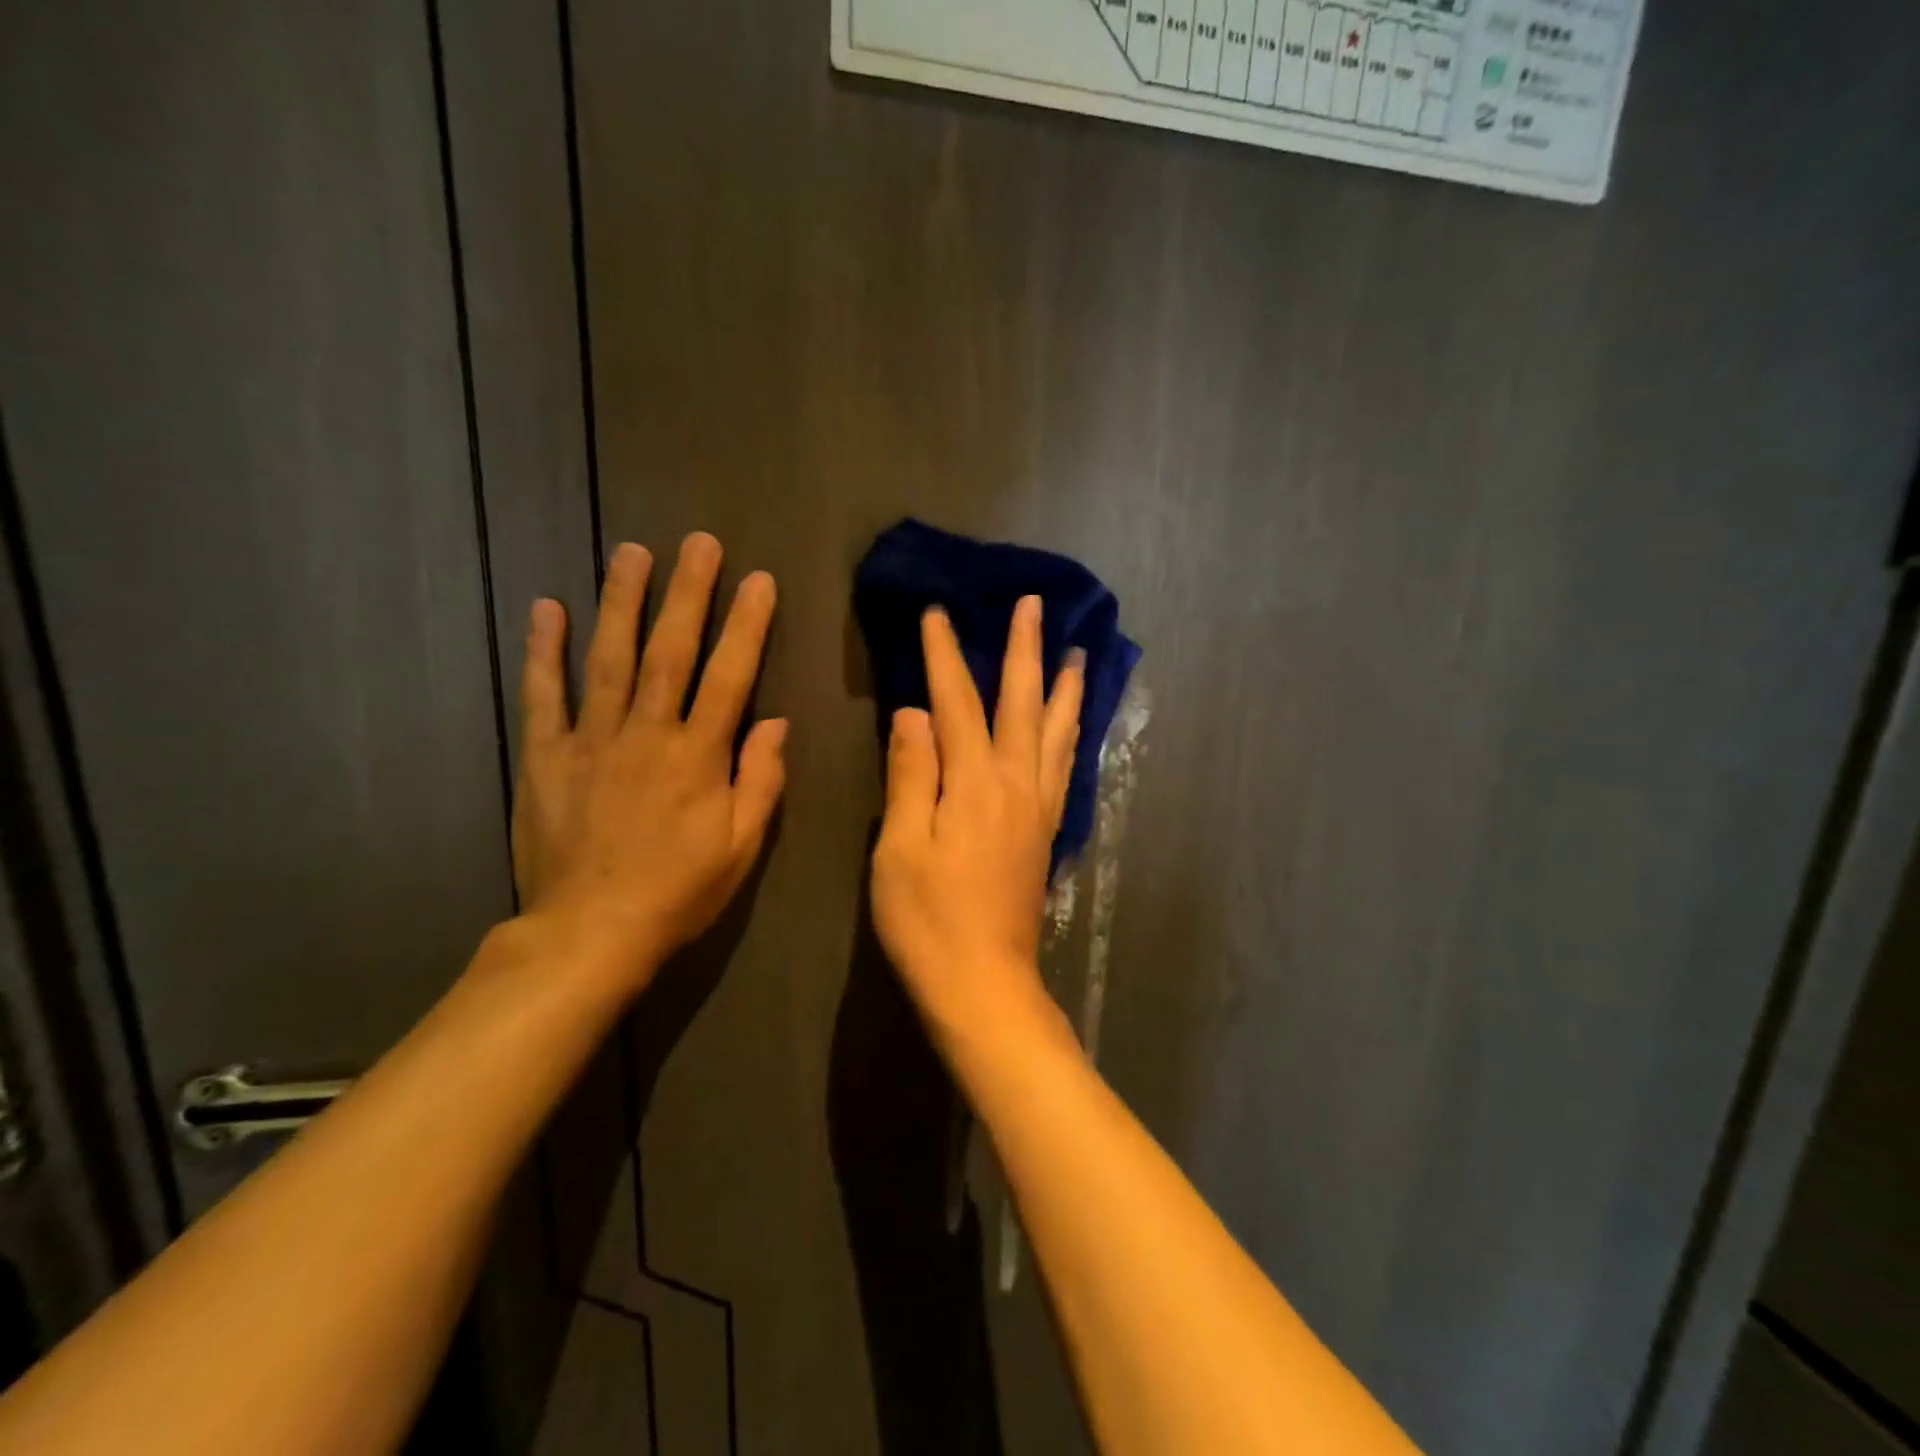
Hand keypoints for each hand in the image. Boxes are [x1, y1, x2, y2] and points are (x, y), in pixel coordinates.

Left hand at [511, 533, 785, 995]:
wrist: (590, 933)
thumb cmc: (678, 892)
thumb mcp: (741, 847)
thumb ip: (761, 781)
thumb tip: (776, 722)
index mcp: (699, 757)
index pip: (730, 676)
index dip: (747, 625)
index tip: (758, 580)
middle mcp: (647, 734)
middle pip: (670, 652)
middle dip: (688, 593)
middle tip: (699, 542)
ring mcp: (591, 740)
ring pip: (609, 658)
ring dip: (621, 601)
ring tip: (631, 552)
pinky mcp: (546, 756)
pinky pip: (544, 695)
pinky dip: (544, 650)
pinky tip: (547, 607)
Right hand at [871, 596, 1083, 1042]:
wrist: (983, 983)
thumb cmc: (928, 920)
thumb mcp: (901, 848)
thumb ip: (911, 775)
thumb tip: (914, 713)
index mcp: (975, 784)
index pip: (957, 703)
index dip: (945, 656)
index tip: (937, 613)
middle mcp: (1016, 784)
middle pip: (1022, 704)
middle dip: (1024, 651)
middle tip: (1034, 606)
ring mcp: (1038, 808)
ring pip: (1056, 732)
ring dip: (1063, 688)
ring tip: (1076, 654)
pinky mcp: (1046, 832)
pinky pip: (1063, 767)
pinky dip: (1069, 734)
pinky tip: (1071, 727)